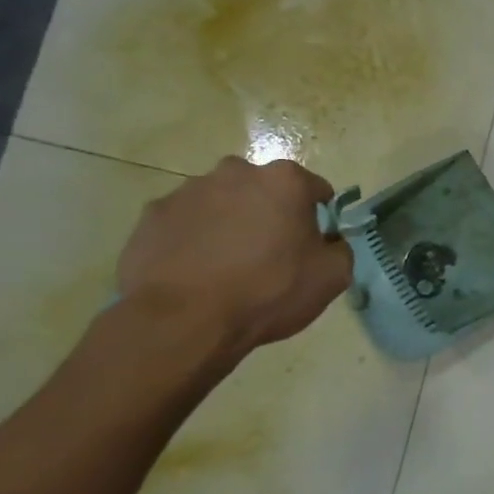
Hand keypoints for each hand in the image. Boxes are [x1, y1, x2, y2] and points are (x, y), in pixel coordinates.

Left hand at [117, 156, 353, 356]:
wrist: (184, 320)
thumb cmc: (269, 291)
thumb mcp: (332, 277)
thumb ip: (340, 249)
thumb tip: (330, 242)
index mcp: (284, 181)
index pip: (315, 189)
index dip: (319, 216)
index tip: (314, 243)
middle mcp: (236, 172)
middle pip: (264, 190)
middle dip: (270, 213)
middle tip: (270, 254)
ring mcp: (188, 191)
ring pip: (221, 203)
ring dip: (230, 224)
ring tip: (227, 268)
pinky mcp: (152, 215)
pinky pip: (185, 223)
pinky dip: (193, 239)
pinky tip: (195, 272)